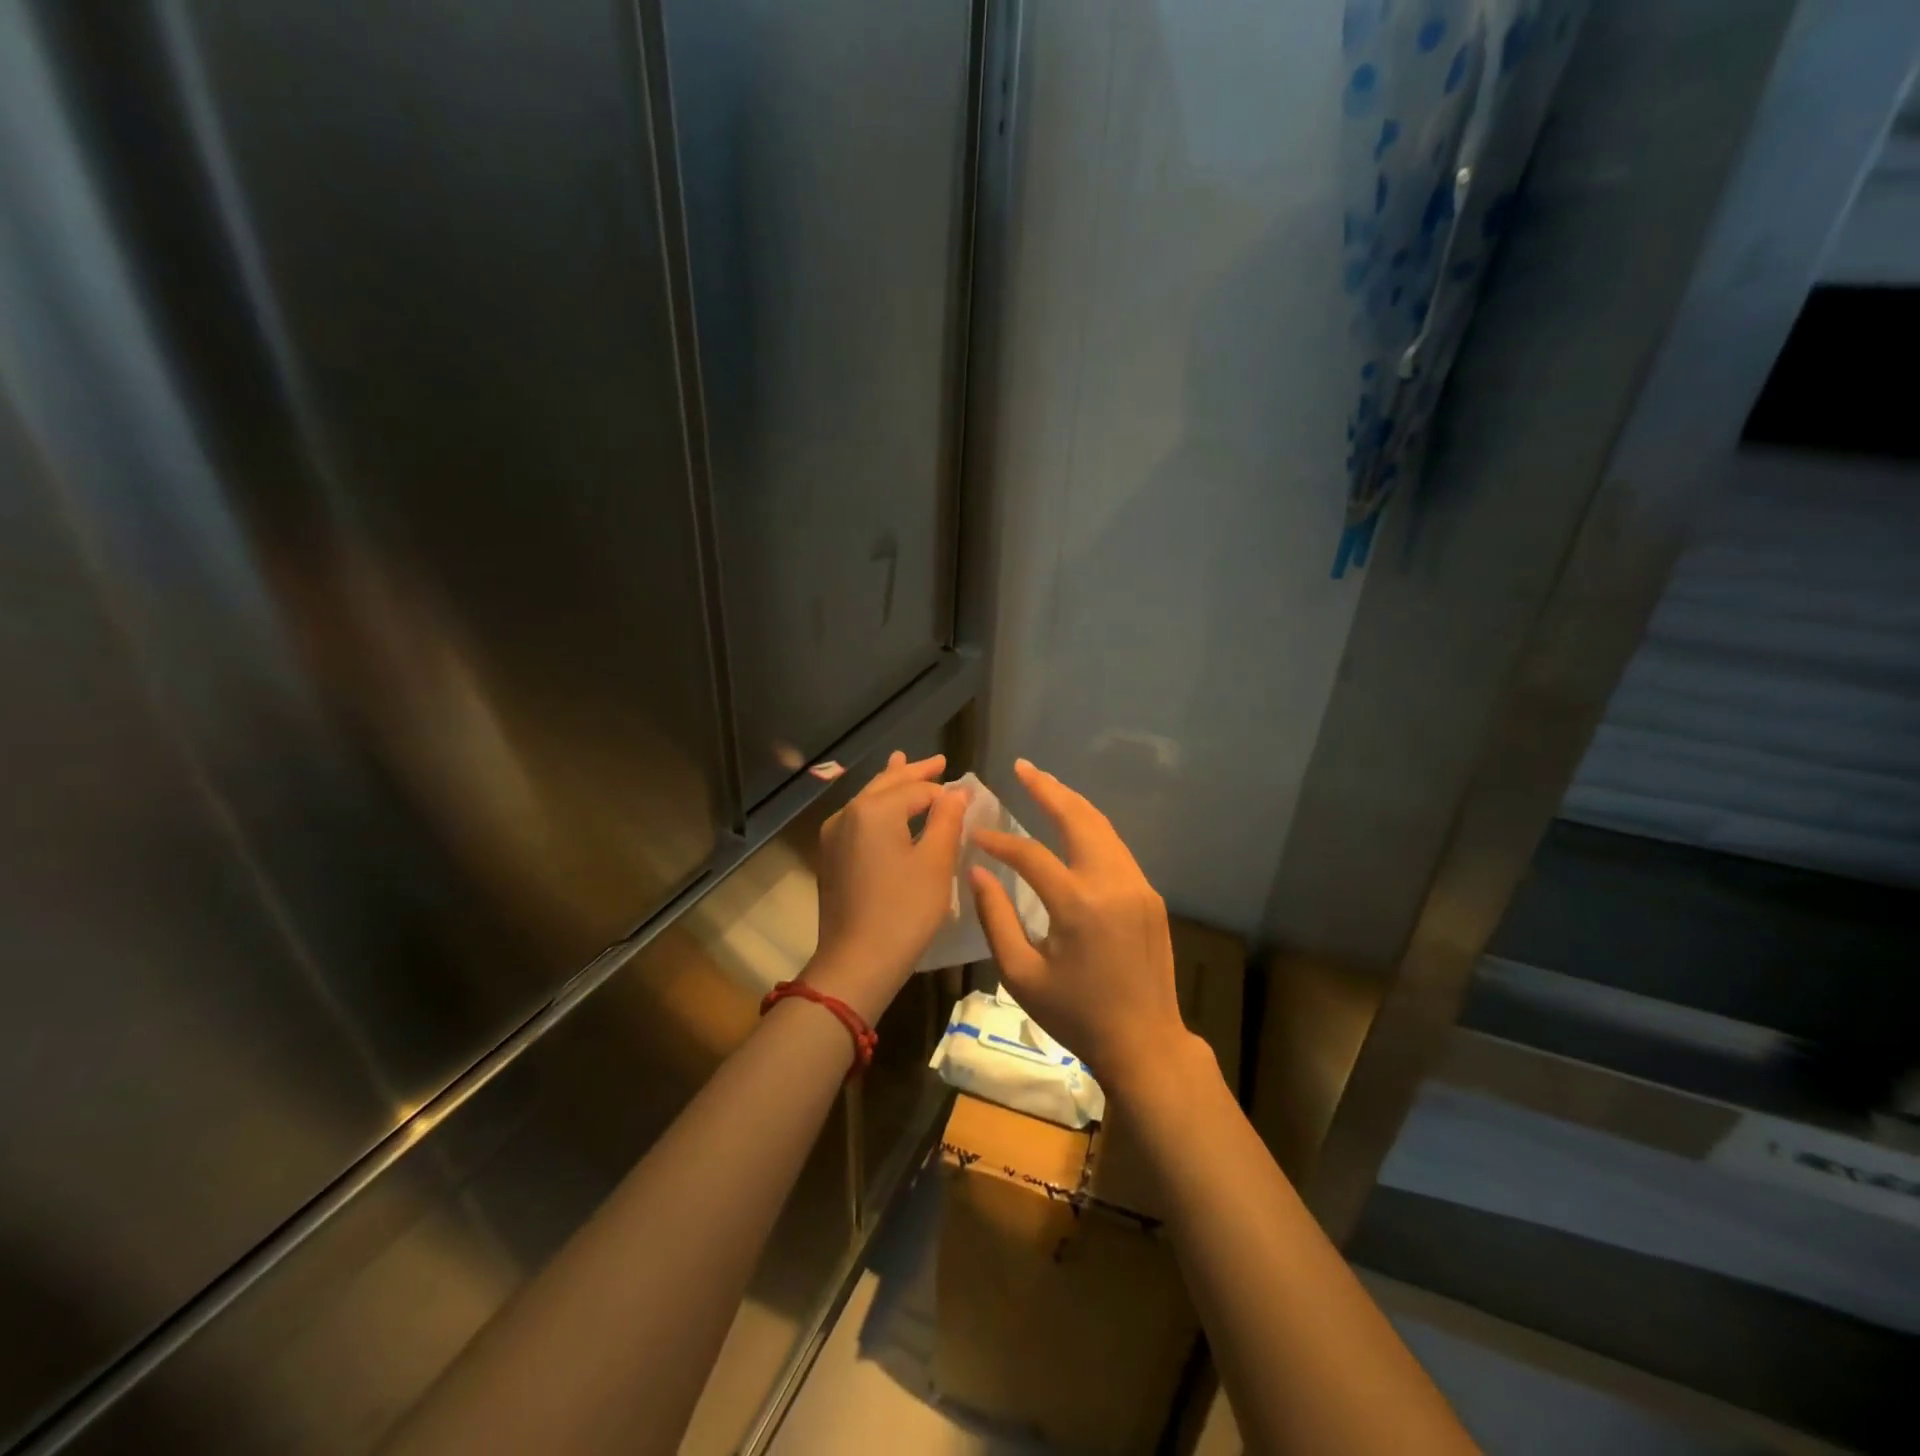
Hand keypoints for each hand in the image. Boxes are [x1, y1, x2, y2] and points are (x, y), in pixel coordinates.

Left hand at [806, 751, 966, 1021]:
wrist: (856, 962)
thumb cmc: (903, 912)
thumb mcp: (935, 864)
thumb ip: (947, 820)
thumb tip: (957, 791)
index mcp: (874, 810)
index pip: (918, 789)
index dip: (945, 792)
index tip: (968, 795)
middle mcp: (848, 813)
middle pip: (888, 784)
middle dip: (914, 772)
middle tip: (939, 760)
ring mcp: (834, 834)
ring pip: (869, 798)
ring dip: (892, 784)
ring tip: (903, 762)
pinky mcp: (830, 856)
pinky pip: (858, 818)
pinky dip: (877, 806)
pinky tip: (884, 807)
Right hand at [970, 759, 1195, 1099]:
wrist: (1145, 1042)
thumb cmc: (1075, 1015)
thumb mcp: (1021, 975)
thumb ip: (995, 918)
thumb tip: (978, 871)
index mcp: (1078, 905)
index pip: (1031, 854)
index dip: (1000, 840)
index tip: (976, 832)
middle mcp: (1112, 883)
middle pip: (1078, 818)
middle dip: (1048, 788)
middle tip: (1022, 767)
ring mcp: (1137, 885)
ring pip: (1102, 827)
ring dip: (1072, 802)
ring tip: (1044, 784)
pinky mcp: (1149, 895)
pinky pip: (1116, 848)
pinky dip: (1091, 827)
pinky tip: (1073, 824)